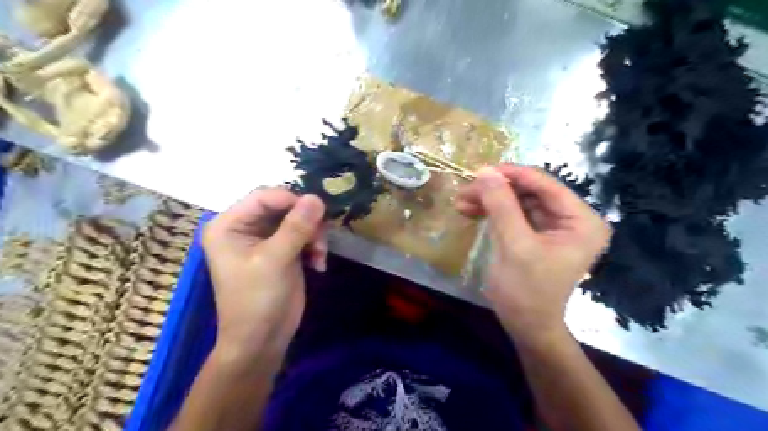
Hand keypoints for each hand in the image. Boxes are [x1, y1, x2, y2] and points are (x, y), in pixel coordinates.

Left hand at [203, 189, 324, 359]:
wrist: (262, 340)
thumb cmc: (257, 300)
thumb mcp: (275, 260)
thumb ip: (296, 227)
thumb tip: (316, 197)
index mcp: (229, 225)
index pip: (264, 197)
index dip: (292, 200)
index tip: (318, 212)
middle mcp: (245, 227)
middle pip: (283, 206)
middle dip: (306, 221)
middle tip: (320, 238)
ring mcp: (265, 239)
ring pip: (297, 219)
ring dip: (314, 234)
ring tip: (320, 255)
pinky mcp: (282, 250)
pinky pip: (303, 234)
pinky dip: (314, 246)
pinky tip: (318, 264)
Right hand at [455, 165, 613, 346]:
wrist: (526, 326)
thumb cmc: (526, 290)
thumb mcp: (514, 245)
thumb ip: (501, 205)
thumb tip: (485, 171)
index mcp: (581, 221)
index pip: (546, 185)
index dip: (512, 175)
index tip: (480, 171)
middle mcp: (572, 219)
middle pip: (529, 192)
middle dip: (496, 190)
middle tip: (465, 190)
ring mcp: (553, 227)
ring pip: (518, 201)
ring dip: (490, 200)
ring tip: (461, 202)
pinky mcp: (536, 234)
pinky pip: (513, 215)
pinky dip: (492, 212)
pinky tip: (470, 211)